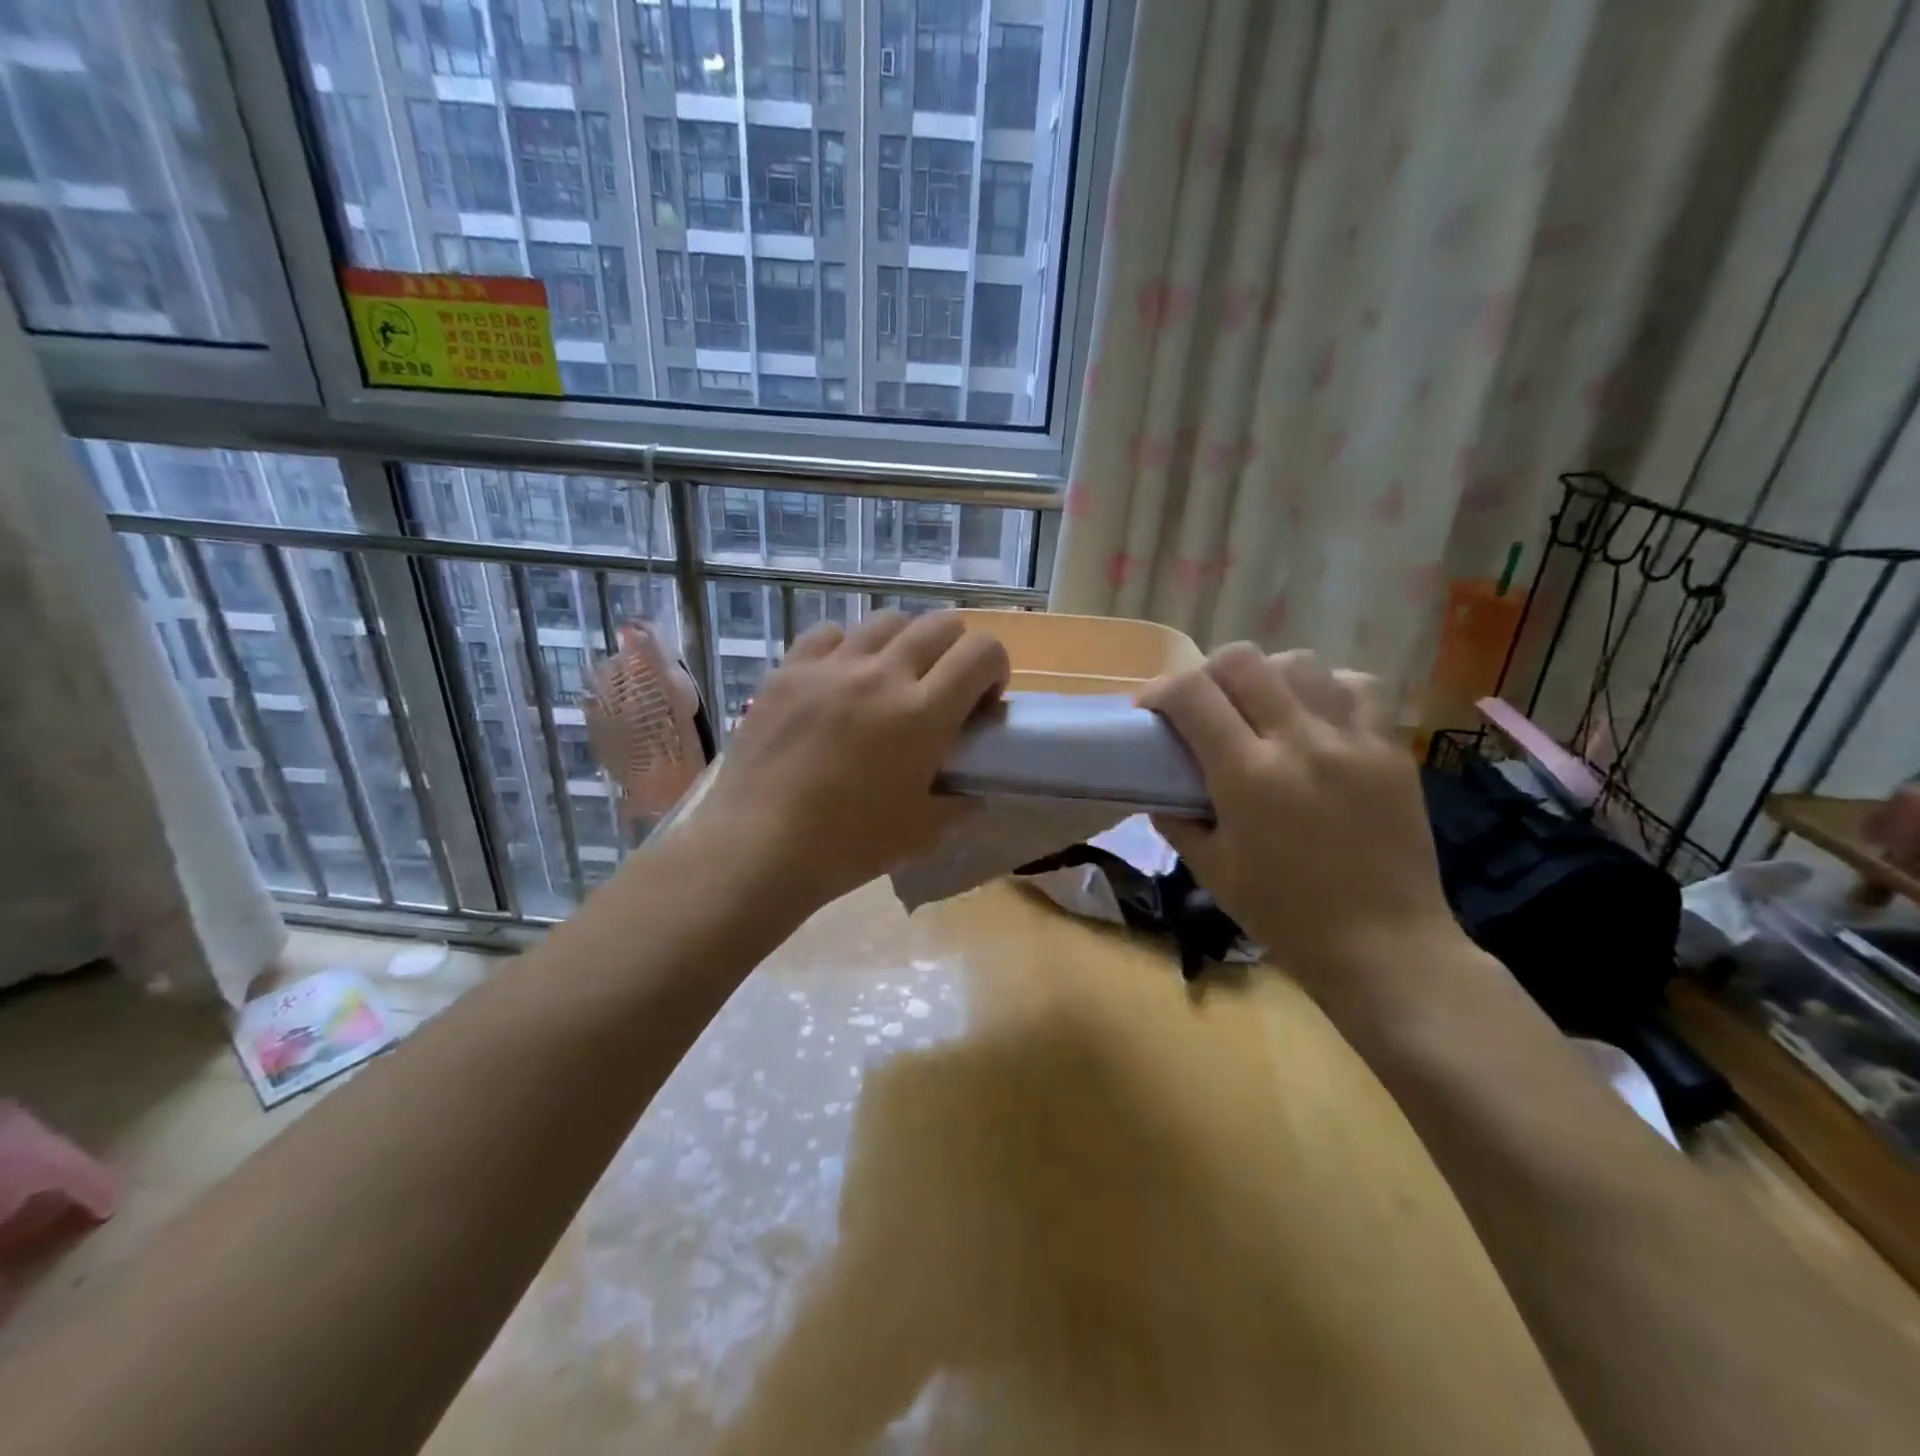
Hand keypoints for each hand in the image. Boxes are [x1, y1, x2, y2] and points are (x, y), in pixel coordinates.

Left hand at [696, 609, 1009, 913]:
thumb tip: (973, 792)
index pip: (982, 651)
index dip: (995, 668)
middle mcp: (881, 674)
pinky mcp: (788, 670)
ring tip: (890, 677)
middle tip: (942, 687)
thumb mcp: (922, 833)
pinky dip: (847, 646)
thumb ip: (959, 804)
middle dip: (955, 650)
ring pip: (885, 620)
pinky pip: (829, 633)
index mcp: (922, 713)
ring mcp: (830, 666)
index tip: (982, 700)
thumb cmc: (848, 845)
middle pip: (939, 624)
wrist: (759, 847)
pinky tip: (840, 676)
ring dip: (904, 643)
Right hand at [1142, 645, 1466, 999]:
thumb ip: (1177, 818)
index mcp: (1248, 776)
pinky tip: (1314, 717)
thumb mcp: (1212, 870)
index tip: (1148, 710)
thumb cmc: (1285, 915)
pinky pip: (1354, 686)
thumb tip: (1159, 787)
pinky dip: (1323, 689)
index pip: (1191, 694)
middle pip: (1241, 660)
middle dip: (1205, 673)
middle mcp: (1300, 741)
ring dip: (1264, 677)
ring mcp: (1352, 739)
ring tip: (1258, 708)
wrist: (1384, 946)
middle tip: (1200, 705)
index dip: (1158, 690)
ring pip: (1298, 662)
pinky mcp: (1390, 748)